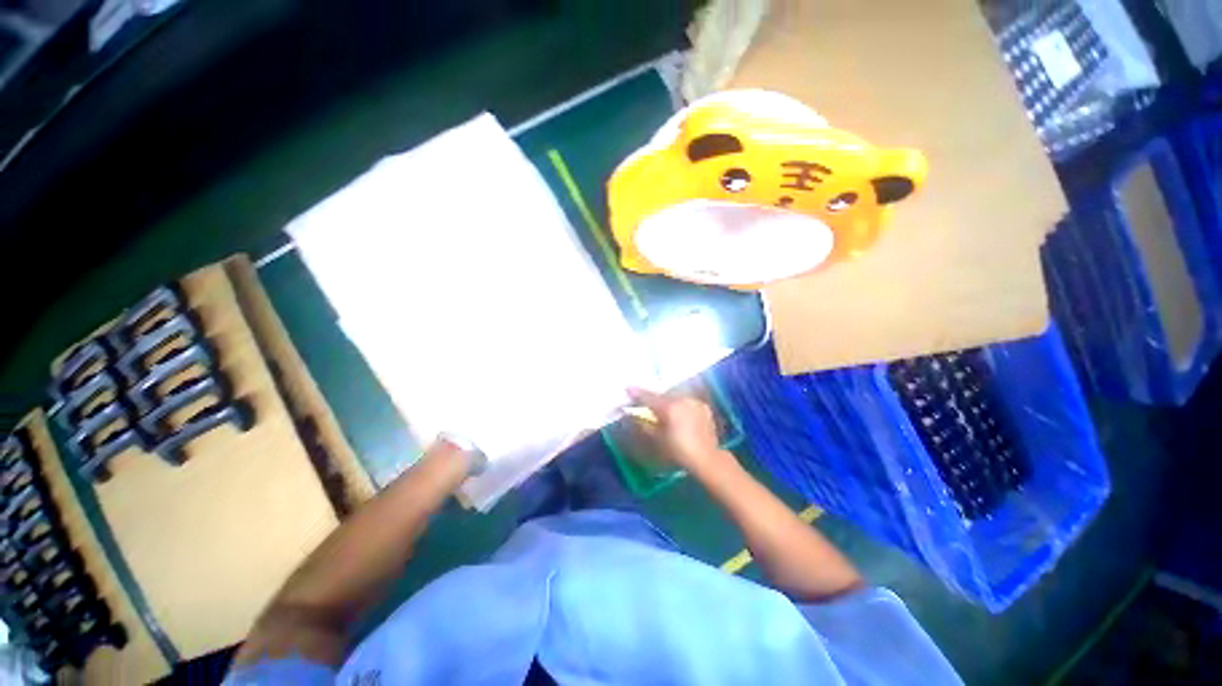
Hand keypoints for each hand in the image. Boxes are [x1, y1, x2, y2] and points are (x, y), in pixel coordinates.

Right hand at [626, 388, 735, 475]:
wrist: (706, 457)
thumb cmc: (678, 450)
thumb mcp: (657, 438)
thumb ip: (643, 423)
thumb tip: (632, 414)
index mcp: (669, 407)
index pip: (649, 396)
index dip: (637, 393)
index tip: (628, 388)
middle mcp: (682, 399)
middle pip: (663, 396)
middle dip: (654, 399)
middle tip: (647, 404)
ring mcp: (694, 401)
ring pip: (676, 397)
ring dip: (669, 402)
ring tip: (665, 411)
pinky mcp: (703, 406)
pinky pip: (687, 402)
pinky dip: (682, 406)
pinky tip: (680, 415)